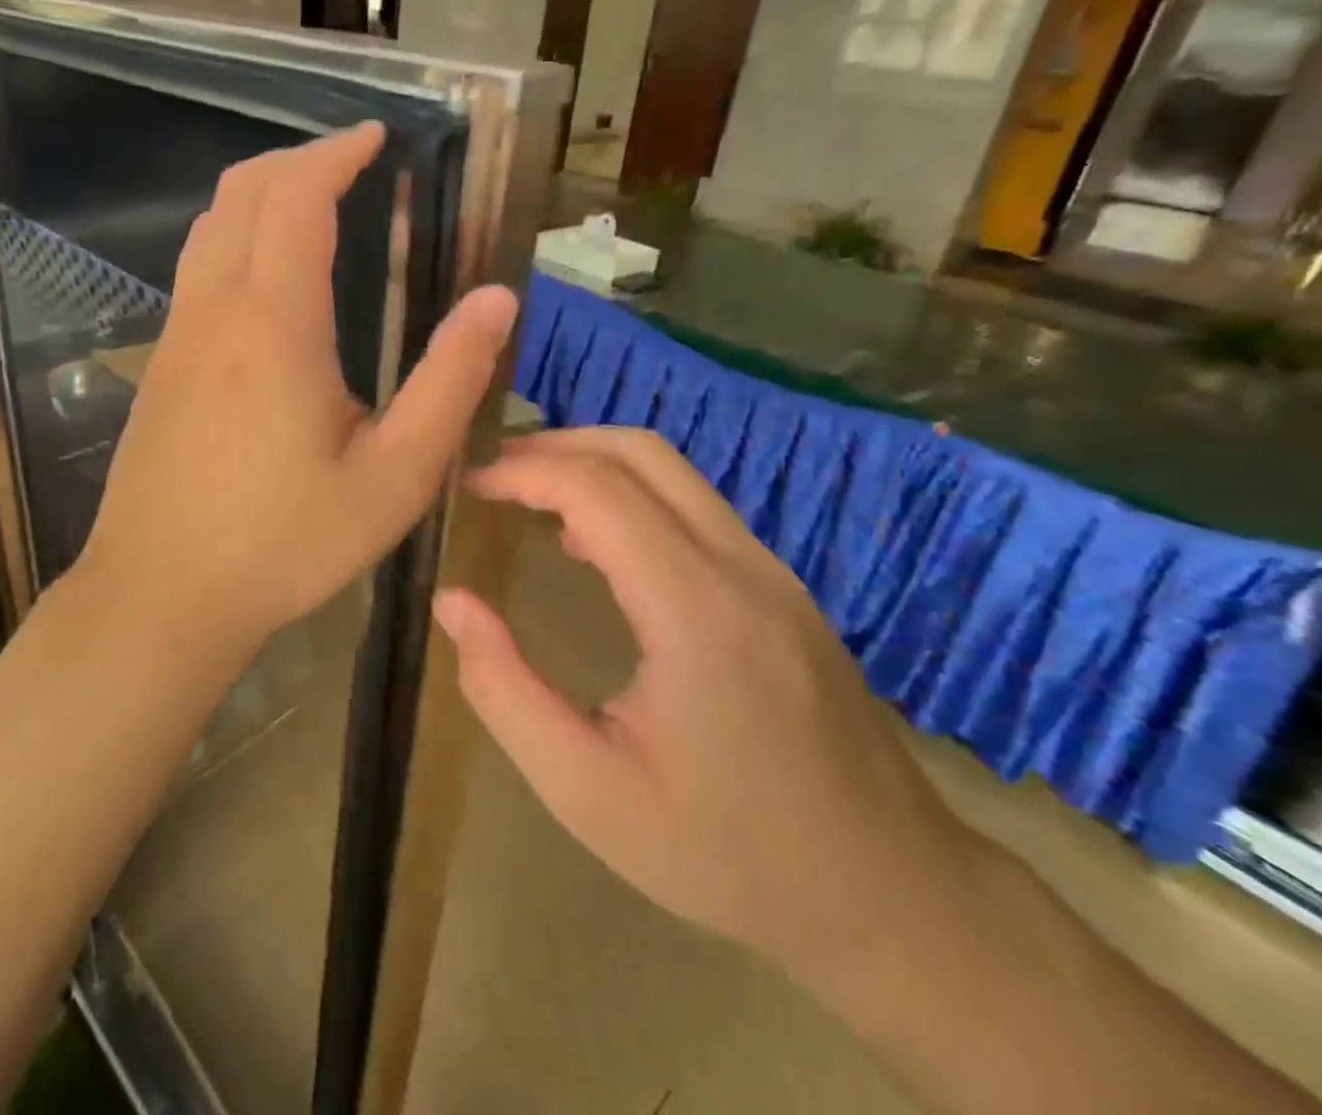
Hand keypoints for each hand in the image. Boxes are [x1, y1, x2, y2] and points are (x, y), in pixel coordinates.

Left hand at [78, 123, 516, 662]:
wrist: (163, 595)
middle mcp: (216, 310)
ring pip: (210, 227)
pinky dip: (236, 237)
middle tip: (351, 161)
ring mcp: (177, 336)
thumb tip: (496, 298)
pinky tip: (268, 278)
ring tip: (312, 202)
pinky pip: (197, 270)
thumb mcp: (395, 474)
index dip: (336, 153)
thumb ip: (450, 381)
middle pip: (243, 193)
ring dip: (260, 194)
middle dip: (298, 159)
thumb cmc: (287, 542)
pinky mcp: (160, 367)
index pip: (298, 197)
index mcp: (275, 322)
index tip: (375, 136)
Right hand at [435, 428, 982, 985]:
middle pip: (640, 452)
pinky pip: (694, 507)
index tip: (469, 486)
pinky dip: (629, 496)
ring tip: (527, 497)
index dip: (523, 471)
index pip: (597, 488)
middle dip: (556, 446)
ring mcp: (771, 572)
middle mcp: (740, 566)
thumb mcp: (586, 791)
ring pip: (672, 471)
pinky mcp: (781, 588)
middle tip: (492, 475)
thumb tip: (452, 602)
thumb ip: (504, 691)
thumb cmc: (727, 853)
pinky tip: (592, 544)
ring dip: (593, 465)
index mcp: (694, 608)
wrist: (891, 898)